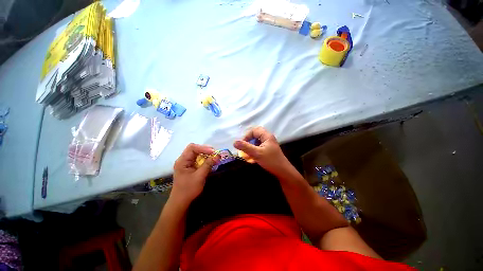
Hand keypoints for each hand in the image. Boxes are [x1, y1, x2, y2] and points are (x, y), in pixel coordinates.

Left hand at [171, 143, 217, 204]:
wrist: (181, 201)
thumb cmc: (188, 189)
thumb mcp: (200, 176)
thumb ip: (208, 164)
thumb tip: (217, 156)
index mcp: (182, 161)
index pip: (192, 148)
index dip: (203, 148)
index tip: (213, 152)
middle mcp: (183, 160)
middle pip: (194, 149)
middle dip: (205, 150)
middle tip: (215, 153)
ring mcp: (186, 163)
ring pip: (197, 154)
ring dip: (206, 154)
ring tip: (214, 157)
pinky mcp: (190, 167)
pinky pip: (198, 159)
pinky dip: (205, 159)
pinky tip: (210, 161)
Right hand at [233, 126, 289, 176]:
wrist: (283, 171)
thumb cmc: (270, 161)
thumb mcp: (256, 153)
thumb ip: (245, 147)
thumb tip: (234, 142)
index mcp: (267, 136)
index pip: (254, 130)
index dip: (247, 136)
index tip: (242, 144)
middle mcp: (268, 138)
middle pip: (255, 135)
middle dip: (248, 141)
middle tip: (244, 147)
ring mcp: (269, 144)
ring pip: (257, 141)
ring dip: (251, 146)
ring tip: (247, 153)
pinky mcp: (268, 149)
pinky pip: (259, 146)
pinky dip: (254, 149)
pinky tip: (253, 156)